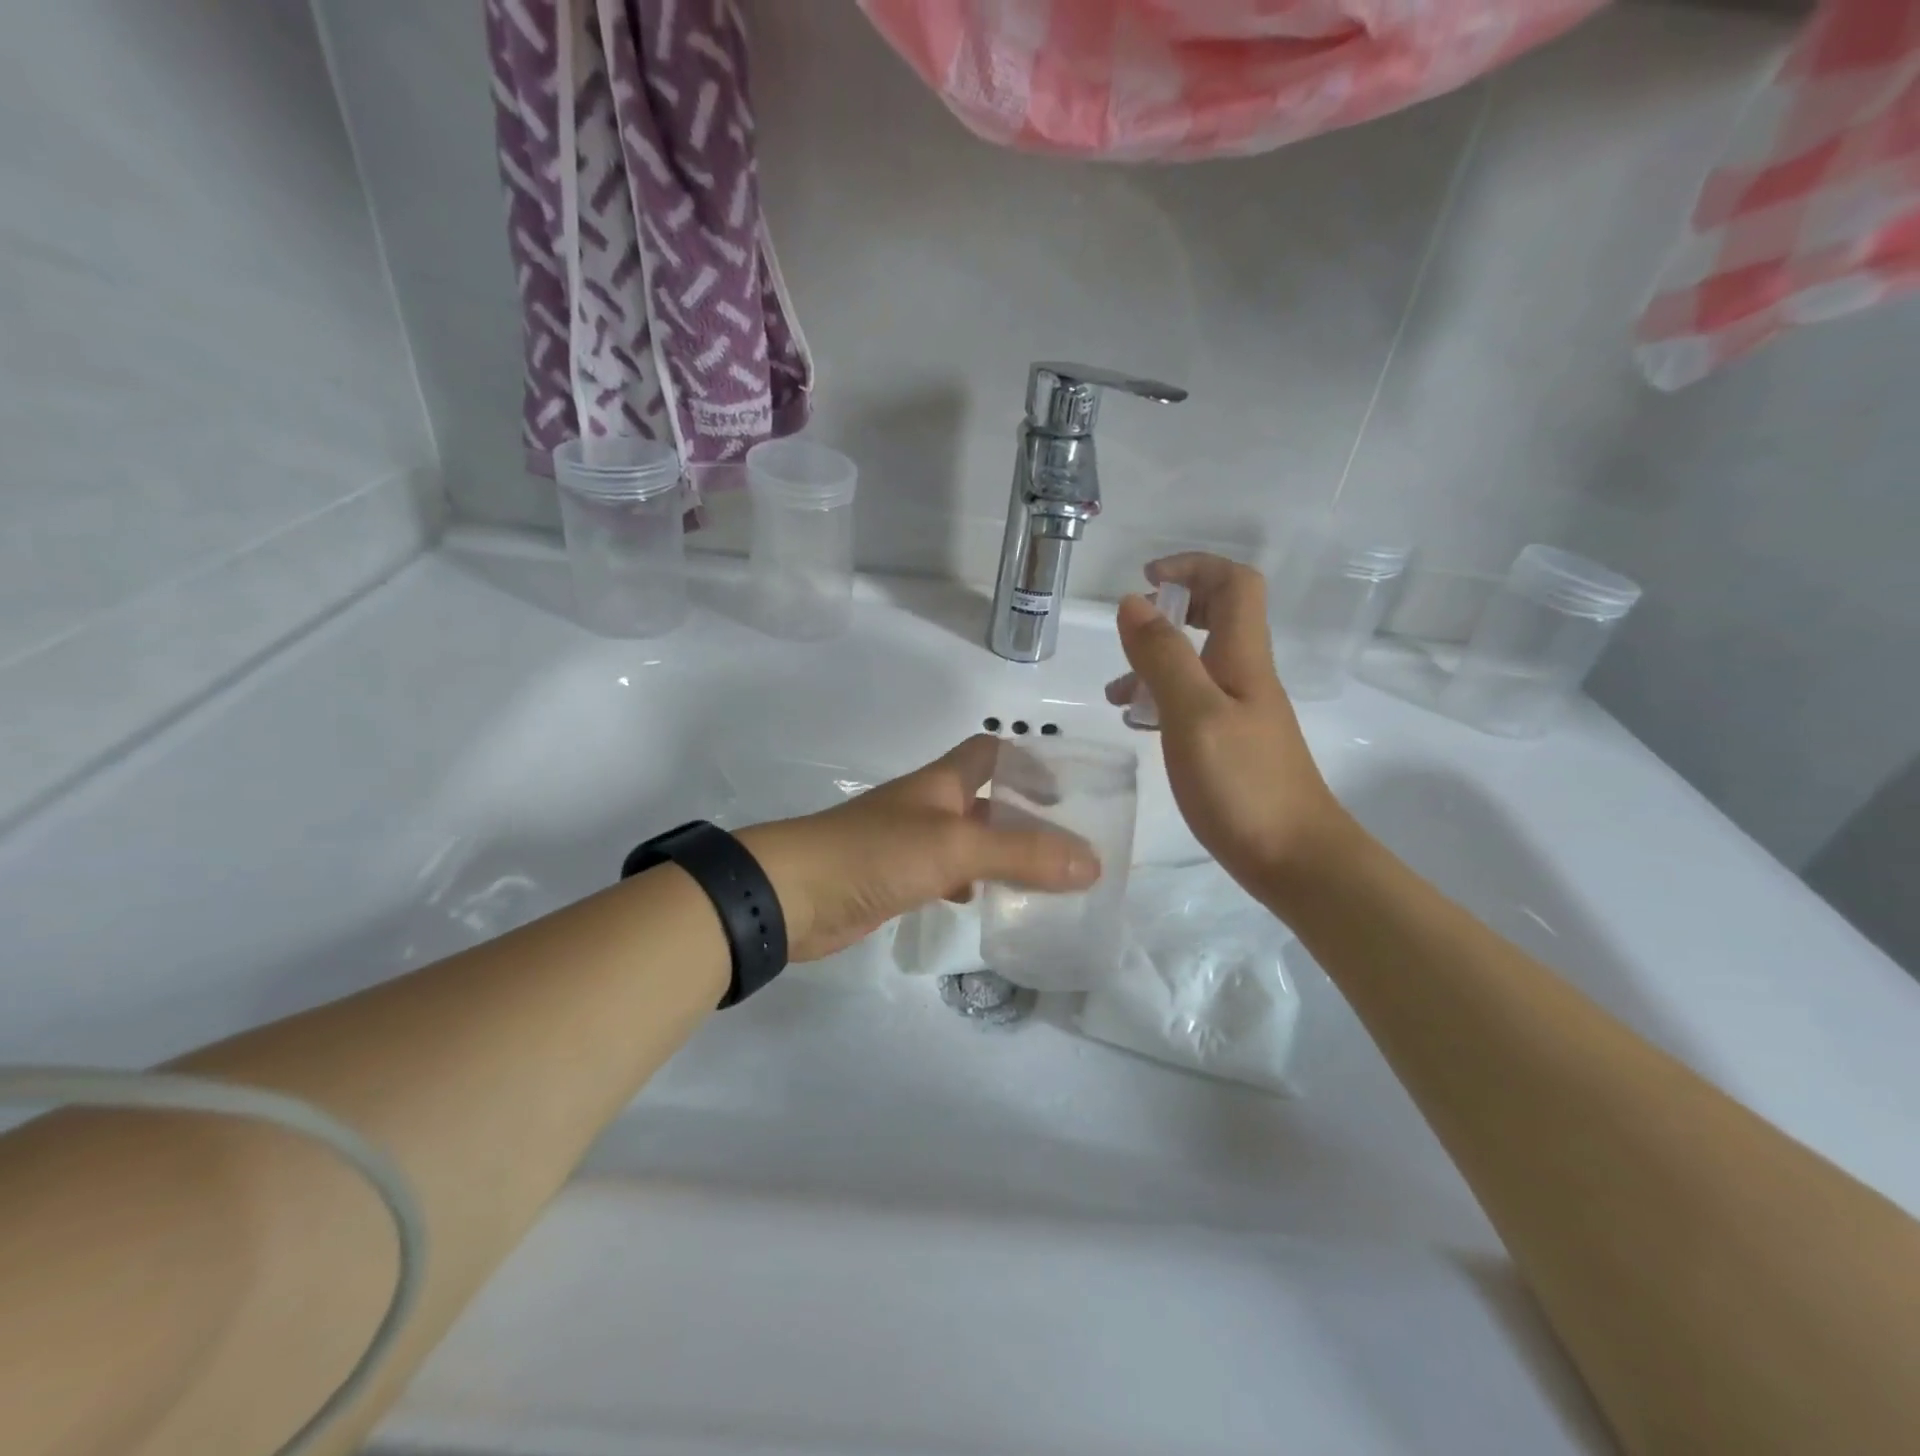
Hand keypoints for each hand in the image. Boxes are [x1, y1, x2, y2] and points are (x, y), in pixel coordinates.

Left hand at [738, 735, 1099, 961]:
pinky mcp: (895, 879)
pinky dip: (969, 885)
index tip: (1067, 793)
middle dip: (1025, 817)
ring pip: (968, 841)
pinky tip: (985, 904)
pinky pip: (945, 875)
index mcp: (942, 783)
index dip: (1029, 763)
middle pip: (986, 800)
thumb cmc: (876, 853)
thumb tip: (1092, 862)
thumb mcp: (956, 846)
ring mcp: (909, 844)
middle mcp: (928, 806)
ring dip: (1002, 854)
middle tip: (1070, 847)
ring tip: (1044, 880)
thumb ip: (1022, 853)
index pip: (991, 752)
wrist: (792, 894)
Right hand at [1105, 554, 1352, 896]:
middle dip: (1173, 610)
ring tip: (1116, 696)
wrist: (1295, 859)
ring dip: (1157, 663)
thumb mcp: (1193, 714)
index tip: (1146, 579)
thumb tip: (1132, 602)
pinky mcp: (1232, 745)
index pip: (1233, 583)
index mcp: (1242, 657)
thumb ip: (1162, 657)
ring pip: (1198, 664)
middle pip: (1219, 616)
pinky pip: (1193, 703)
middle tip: (1131, 630)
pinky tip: (1137, 726)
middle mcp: (1245, 676)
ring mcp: (1241, 712)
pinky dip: (1162, 701)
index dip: (1193, 567)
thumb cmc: (1242, 784)